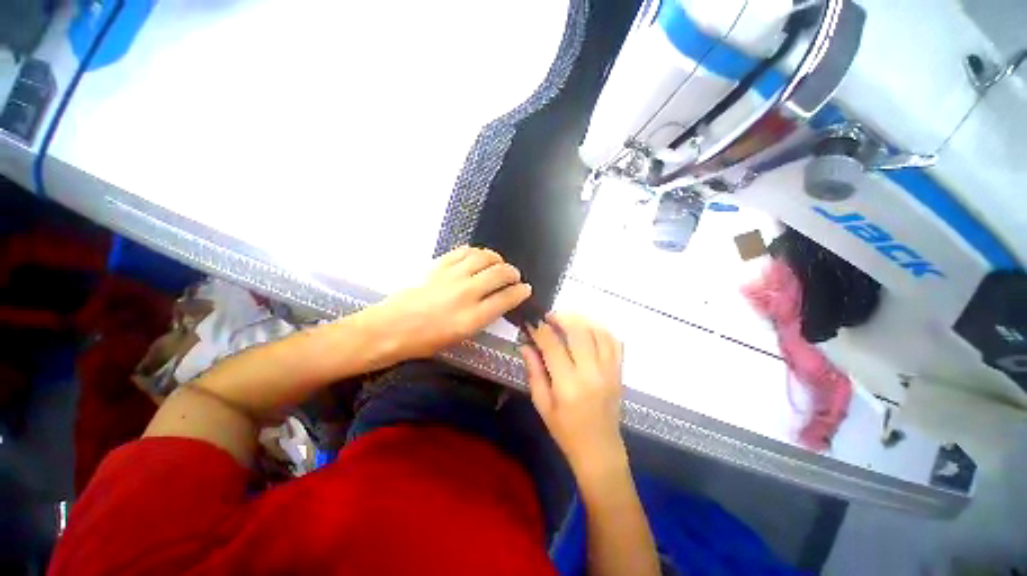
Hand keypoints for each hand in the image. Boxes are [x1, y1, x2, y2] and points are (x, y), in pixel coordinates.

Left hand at [369, 246, 530, 361]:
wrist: (391, 328)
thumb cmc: (426, 340)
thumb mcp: (461, 336)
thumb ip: (483, 317)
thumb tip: (498, 302)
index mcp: (472, 317)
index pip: (506, 298)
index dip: (521, 292)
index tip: (526, 289)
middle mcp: (466, 293)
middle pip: (500, 273)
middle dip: (513, 273)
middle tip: (515, 276)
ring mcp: (452, 276)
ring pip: (484, 257)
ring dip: (497, 259)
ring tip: (499, 263)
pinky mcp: (439, 265)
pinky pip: (464, 251)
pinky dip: (477, 252)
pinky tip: (479, 257)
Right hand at [521, 314, 626, 479]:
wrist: (600, 450)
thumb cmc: (565, 431)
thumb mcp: (542, 405)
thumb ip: (534, 372)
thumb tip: (525, 345)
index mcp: (568, 385)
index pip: (552, 345)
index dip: (540, 329)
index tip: (531, 322)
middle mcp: (591, 373)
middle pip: (579, 332)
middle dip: (562, 317)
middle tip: (549, 316)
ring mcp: (609, 371)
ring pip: (598, 332)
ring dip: (582, 320)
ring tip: (567, 319)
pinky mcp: (619, 372)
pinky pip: (614, 342)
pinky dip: (601, 329)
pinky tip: (589, 329)